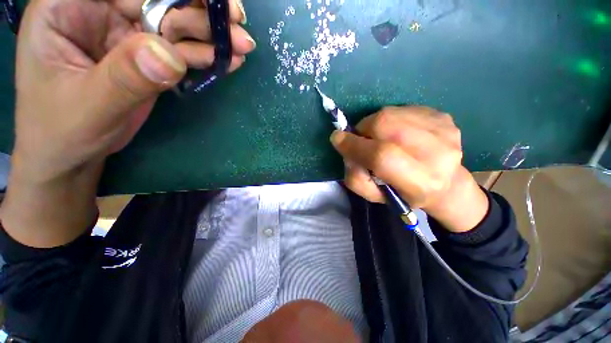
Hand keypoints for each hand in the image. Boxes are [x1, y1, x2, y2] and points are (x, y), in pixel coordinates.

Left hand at [13, 0, 253, 181]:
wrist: (72, 152)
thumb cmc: (61, 130)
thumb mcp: (88, 105)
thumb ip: (125, 77)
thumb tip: (171, 56)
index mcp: (68, 5)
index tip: (208, 0)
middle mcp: (100, 10)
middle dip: (198, 9)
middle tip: (236, 21)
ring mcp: (127, 34)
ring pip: (175, 23)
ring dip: (211, 33)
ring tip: (242, 44)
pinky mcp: (148, 57)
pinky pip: (181, 50)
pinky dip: (206, 54)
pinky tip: (228, 59)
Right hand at [330, 106, 488, 232]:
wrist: (447, 184)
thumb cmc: (405, 194)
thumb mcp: (375, 196)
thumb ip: (355, 178)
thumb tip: (347, 150)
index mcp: (419, 183)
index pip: (381, 156)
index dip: (354, 145)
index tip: (337, 139)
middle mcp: (437, 154)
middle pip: (385, 126)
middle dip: (363, 130)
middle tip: (362, 139)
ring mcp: (444, 131)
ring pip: (391, 114)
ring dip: (375, 123)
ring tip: (379, 137)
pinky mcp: (443, 117)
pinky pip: (402, 110)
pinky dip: (390, 119)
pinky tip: (396, 132)